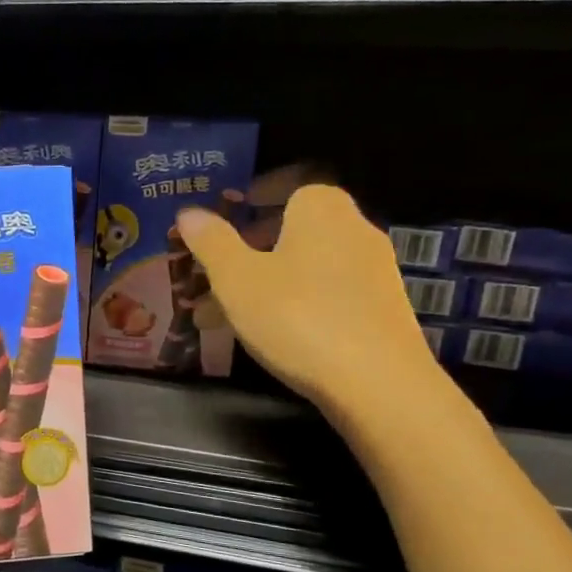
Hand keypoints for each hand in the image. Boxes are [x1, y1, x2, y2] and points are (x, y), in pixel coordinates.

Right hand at [176, 185, 444, 426]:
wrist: (378, 384)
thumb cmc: (297, 317)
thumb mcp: (237, 279)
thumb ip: (211, 242)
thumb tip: (189, 212)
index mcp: (321, 208)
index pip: (285, 187)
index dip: (252, 201)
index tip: (223, 222)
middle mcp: (354, 229)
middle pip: (293, 230)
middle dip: (250, 249)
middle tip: (213, 274)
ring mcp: (374, 271)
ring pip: (306, 266)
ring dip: (267, 282)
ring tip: (226, 314)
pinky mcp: (382, 310)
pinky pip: (327, 294)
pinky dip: (296, 304)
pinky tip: (272, 335)